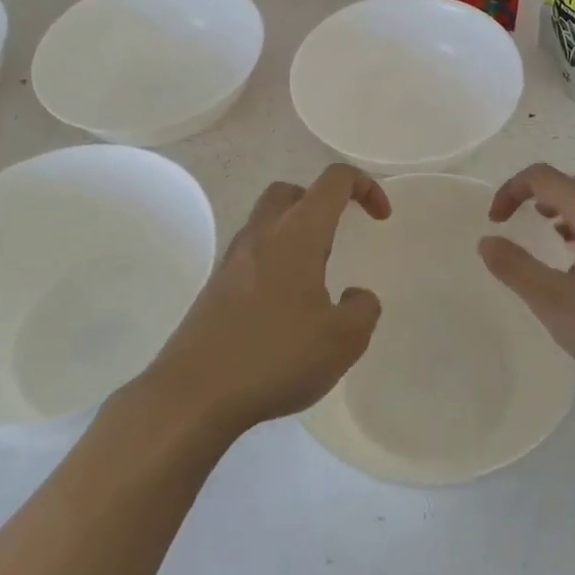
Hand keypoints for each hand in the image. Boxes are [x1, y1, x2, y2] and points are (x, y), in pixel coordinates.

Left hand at [146, 165, 387, 438]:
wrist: (193, 394)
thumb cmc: (275, 356)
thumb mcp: (343, 341)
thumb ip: (363, 310)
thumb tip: (356, 295)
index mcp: (298, 233)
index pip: (334, 181)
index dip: (365, 187)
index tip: (381, 218)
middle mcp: (262, 234)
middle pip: (292, 192)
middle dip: (321, 203)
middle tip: (338, 238)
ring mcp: (233, 259)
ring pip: (267, 221)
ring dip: (296, 234)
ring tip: (315, 279)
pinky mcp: (215, 287)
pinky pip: (252, 255)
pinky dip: (275, 263)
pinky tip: (284, 308)